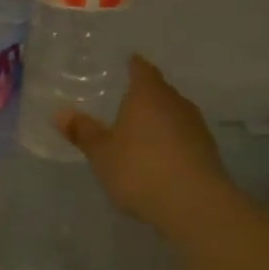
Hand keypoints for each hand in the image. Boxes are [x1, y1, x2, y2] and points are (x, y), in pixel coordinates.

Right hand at [58, 57, 236, 234]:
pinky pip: (183, 137)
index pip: (142, 69)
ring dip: (158, 120)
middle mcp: (176, 103)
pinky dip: (170, 141)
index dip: (132, 65)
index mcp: (149, 94)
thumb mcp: (102, 153)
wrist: (195, 205)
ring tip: (138, 132)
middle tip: (123, 101)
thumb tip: (60, 113)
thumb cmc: (140, 169)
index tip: (124, 64)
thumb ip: (83, 132)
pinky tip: (158, 157)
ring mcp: (196, 127)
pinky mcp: (208, 152)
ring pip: (173, 114)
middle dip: (143, 95)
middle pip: (159, 91)